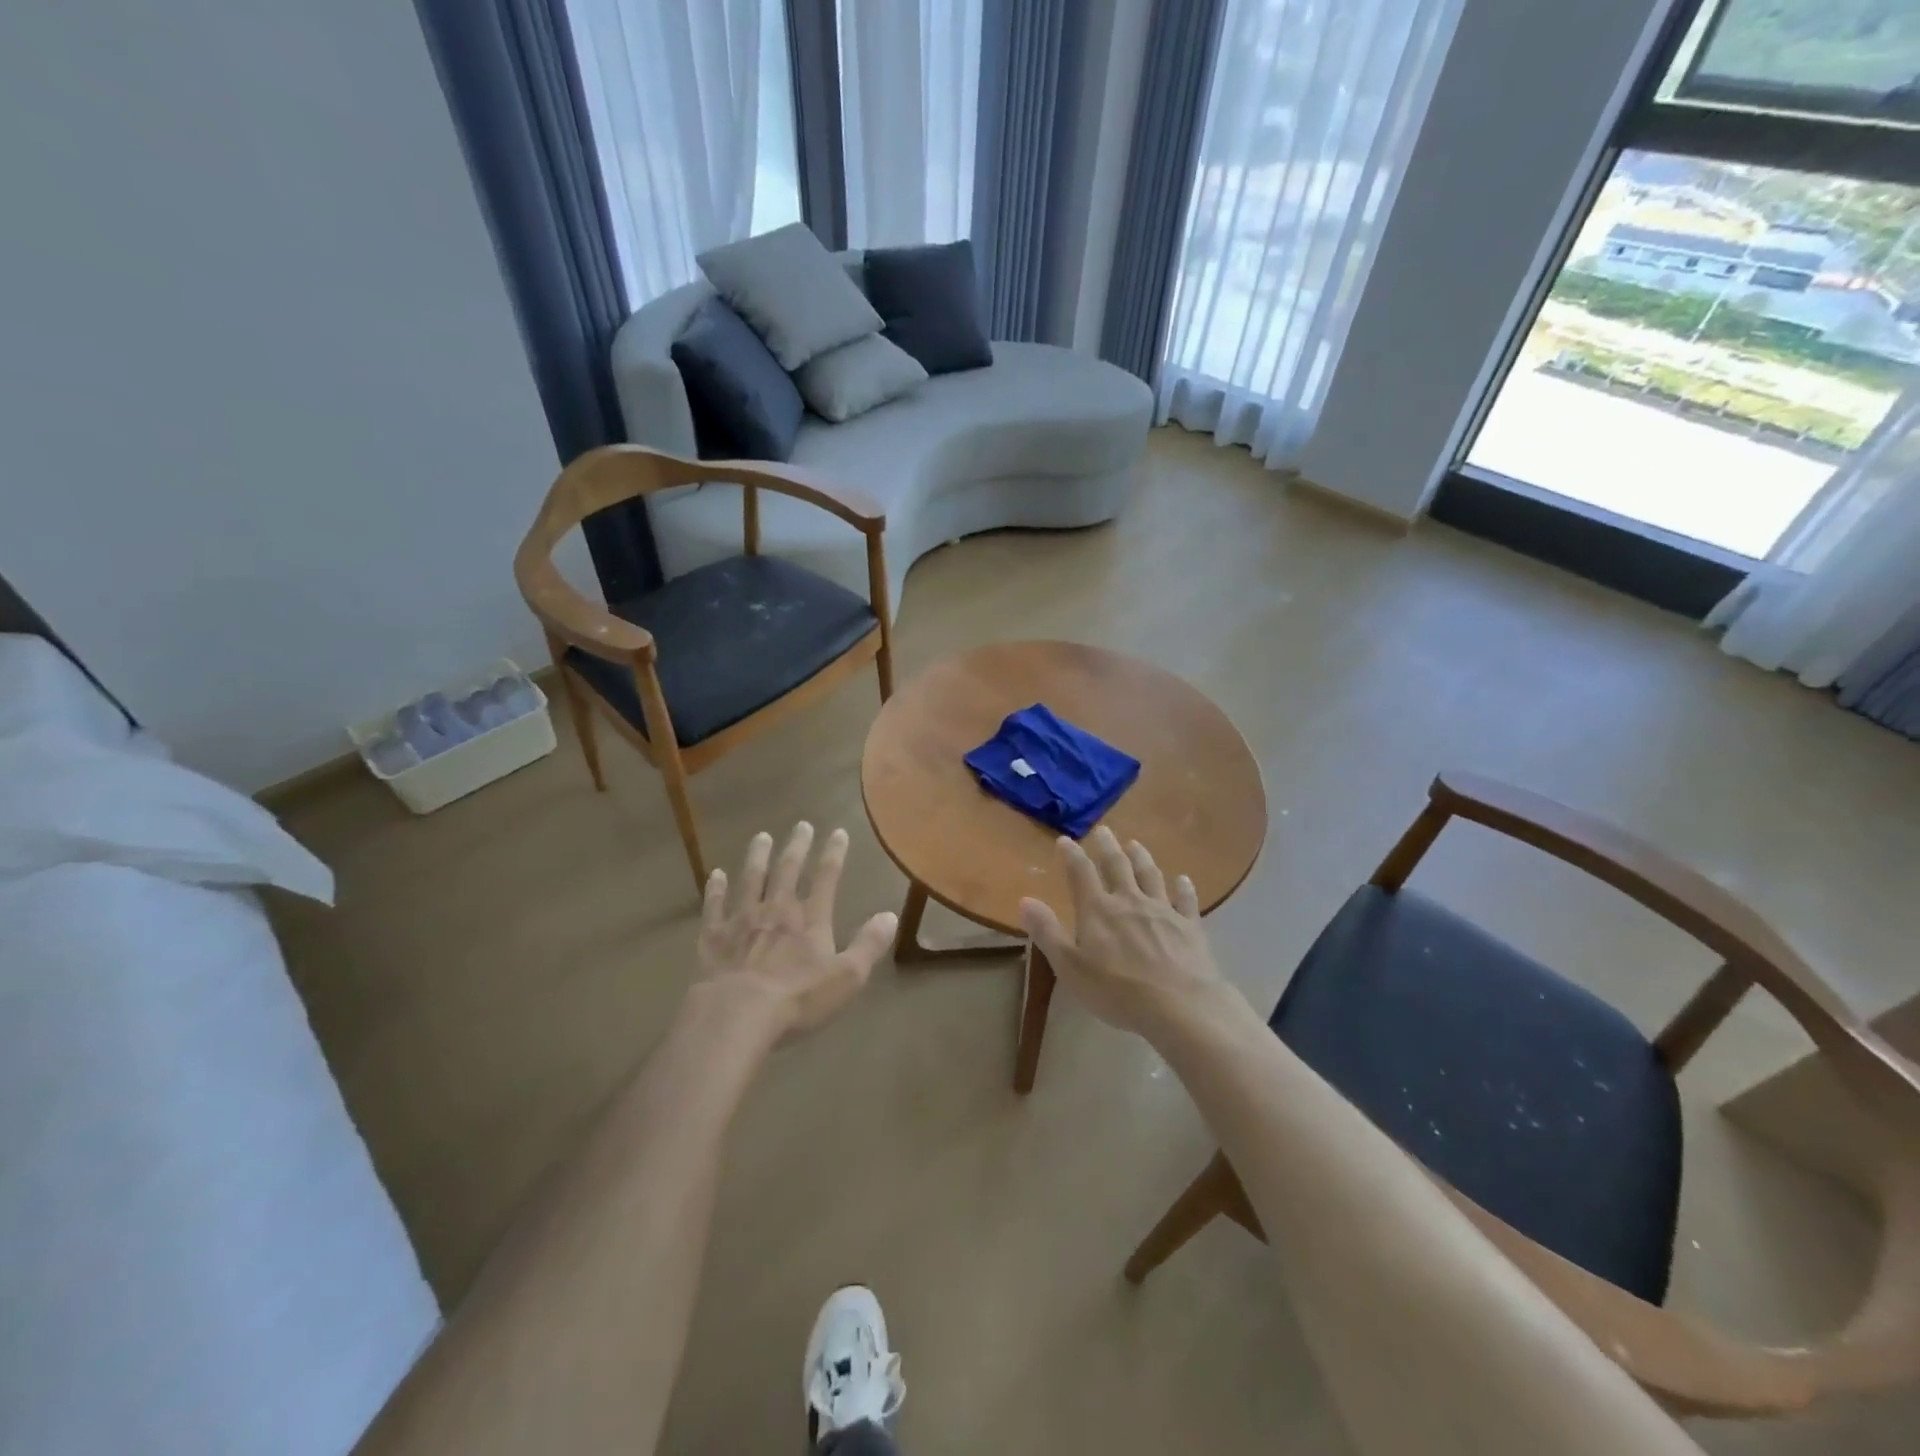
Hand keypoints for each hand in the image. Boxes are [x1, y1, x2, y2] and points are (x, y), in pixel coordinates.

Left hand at [698, 823, 896, 1036]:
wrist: (737, 1013)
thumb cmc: (798, 998)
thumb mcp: (847, 977)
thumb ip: (869, 945)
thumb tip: (890, 916)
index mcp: (811, 919)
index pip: (827, 877)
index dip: (834, 853)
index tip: (838, 832)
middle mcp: (777, 909)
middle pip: (788, 870)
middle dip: (797, 846)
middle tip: (801, 825)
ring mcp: (742, 919)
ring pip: (751, 879)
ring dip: (757, 857)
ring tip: (761, 837)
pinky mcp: (713, 935)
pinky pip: (715, 905)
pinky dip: (716, 889)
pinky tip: (715, 874)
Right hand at [1019, 826, 1224, 1035]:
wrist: (1179, 1005)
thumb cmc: (1117, 990)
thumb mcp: (1070, 966)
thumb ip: (1047, 931)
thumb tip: (1024, 900)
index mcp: (1098, 910)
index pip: (1081, 873)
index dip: (1072, 855)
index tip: (1065, 840)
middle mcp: (1130, 900)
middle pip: (1117, 865)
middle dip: (1107, 846)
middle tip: (1103, 830)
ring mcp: (1163, 911)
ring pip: (1150, 875)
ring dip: (1141, 857)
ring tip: (1135, 844)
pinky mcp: (1189, 926)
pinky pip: (1185, 900)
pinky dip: (1183, 888)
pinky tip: (1183, 880)